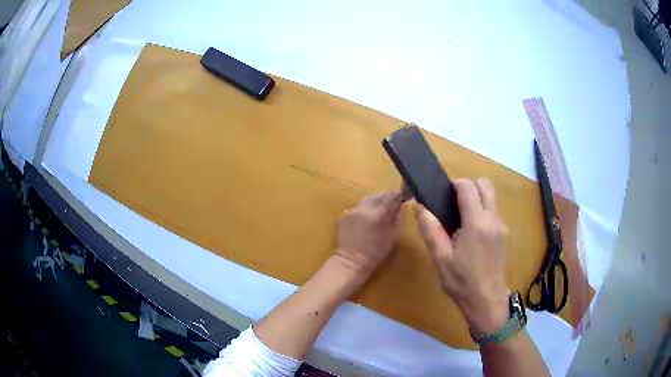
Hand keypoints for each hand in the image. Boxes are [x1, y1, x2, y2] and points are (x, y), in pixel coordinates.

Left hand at [334, 191, 404, 279]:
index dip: (398, 195)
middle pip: (378, 195)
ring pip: (367, 200)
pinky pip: (358, 208)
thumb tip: (401, 205)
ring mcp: (353, 210)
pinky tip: (366, 220)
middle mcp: (364, 207)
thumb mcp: (393, 235)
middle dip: (386, 198)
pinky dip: (364, 211)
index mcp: (379, 212)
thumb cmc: (376, 252)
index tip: (402, 197)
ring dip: (374, 203)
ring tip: (378, 213)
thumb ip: (398, 217)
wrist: (351, 261)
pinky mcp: (344, 215)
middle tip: (391, 205)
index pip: (391, 195)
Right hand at [416, 178, 509, 333]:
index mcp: (477, 223)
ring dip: (476, 199)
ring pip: (491, 198)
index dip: (454, 184)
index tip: (443, 196)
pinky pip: (493, 213)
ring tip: (460, 221)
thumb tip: (420, 207)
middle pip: (485, 185)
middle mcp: (493, 219)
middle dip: (469, 187)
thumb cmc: (462, 282)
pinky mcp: (503, 235)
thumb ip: (430, 230)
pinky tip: (471, 236)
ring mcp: (501, 226)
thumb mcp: (441, 259)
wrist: (486, 301)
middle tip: (453, 205)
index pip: (468, 187)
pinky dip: (482, 213)